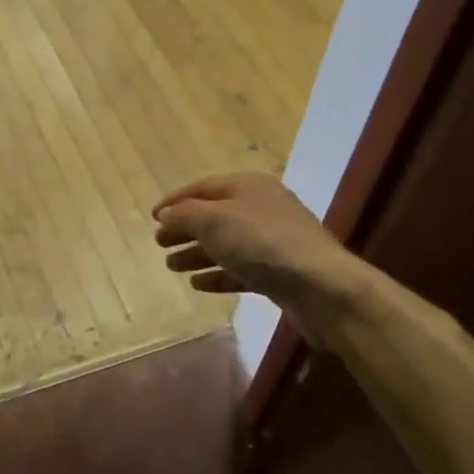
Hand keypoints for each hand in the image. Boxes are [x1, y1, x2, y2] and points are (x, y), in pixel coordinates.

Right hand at [152, 173, 355, 335]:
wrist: (321, 287)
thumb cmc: (262, 243)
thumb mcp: (214, 221)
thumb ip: (185, 215)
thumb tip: (166, 215)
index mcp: (249, 186)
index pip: (203, 187)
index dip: (175, 201)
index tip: (152, 217)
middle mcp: (262, 209)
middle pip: (214, 216)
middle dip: (185, 229)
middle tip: (159, 244)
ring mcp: (272, 242)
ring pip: (226, 244)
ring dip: (197, 254)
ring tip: (171, 266)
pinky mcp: (278, 273)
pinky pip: (240, 269)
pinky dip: (218, 274)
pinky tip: (198, 284)